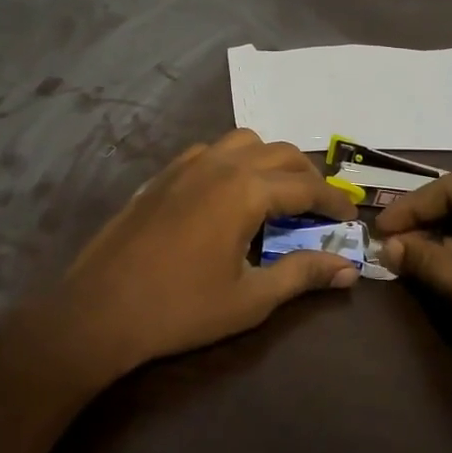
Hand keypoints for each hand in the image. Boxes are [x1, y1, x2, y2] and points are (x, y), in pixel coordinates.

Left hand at [50, 130, 359, 381]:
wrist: (99, 310)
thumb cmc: (180, 309)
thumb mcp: (250, 299)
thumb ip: (302, 275)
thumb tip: (348, 270)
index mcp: (245, 190)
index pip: (306, 186)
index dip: (334, 202)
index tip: (352, 218)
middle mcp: (219, 165)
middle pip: (279, 153)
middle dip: (307, 176)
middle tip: (319, 210)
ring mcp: (185, 165)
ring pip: (242, 142)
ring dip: (269, 161)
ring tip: (276, 196)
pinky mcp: (161, 176)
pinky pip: (209, 151)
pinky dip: (232, 162)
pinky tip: (228, 195)